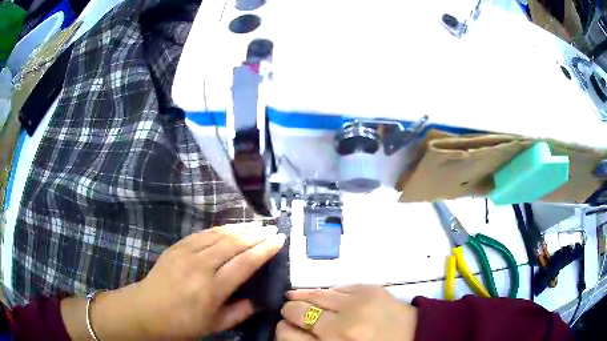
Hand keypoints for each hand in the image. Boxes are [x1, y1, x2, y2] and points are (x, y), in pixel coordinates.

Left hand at [91, 223, 285, 338]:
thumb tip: (260, 301)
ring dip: (239, 227)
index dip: (264, 250)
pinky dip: (220, 229)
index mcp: (211, 289)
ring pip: (218, 234)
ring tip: (256, 224)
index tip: (280, 240)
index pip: (244, 264)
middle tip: (272, 228)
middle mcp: (200, 266)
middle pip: (233, 243)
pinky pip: (202, 233)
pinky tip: (229, 227)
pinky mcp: (176, 247)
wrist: (145, 310)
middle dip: (255, 234)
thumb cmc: (181, 323)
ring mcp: (185, 253)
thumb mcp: (214, 326)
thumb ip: (239, 312)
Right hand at [276, 284, 416, 340]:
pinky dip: (328, 293)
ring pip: (313, 294)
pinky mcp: (369, 288)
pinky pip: (337, 287)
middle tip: (292, 313)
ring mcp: (355, 304)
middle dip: (290, 312)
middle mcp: (339, 326)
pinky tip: (326, 297)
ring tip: (296, 297)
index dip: (282, 329)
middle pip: (295, 311)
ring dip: (302, 296)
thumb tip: (292, 329)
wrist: (416, 337)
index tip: (287, 327)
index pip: (286, 334)